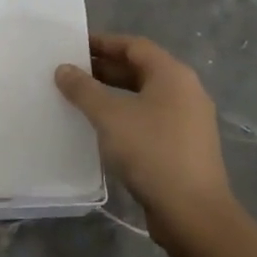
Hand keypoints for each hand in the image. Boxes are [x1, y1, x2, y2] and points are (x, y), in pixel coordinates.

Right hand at [55, 34, 234, 248]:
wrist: (193, 213)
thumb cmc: (151, 152)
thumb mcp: (110, 116)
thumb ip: (84, 89)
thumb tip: (64, 69)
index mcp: (172, 75)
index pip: (134, 46)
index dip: (103, 43)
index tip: (73, 46)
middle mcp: (185, 91)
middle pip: (140, 69)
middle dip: (105, 69)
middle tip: (70, 73)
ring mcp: (188, 120)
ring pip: (144, 96)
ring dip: (113, 94)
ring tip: (79, 99)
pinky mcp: (184, 146)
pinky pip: (149, 119)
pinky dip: (125, 116)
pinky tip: (102, 129)